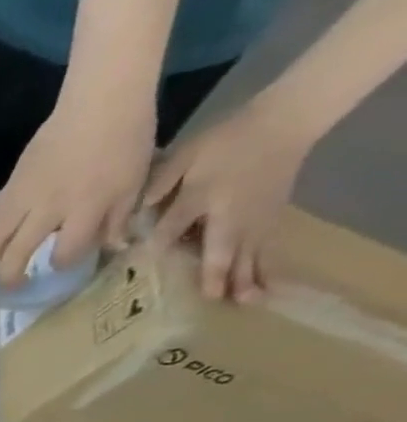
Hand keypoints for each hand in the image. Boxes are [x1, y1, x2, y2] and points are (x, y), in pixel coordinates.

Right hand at [0, 89, 156, 285]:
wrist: (98, 104)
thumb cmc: (125, 141)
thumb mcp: (134, 181)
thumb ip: (118, 219)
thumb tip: (112, 248)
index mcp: (86, 208)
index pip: (67, 251)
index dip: (62, 264)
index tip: (62, 266)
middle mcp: (49, 209)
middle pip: (19, 253)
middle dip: (11, 276)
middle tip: (8, 290)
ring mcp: (24, 199)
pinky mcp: (10, 189)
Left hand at [142, 98, 310, 301]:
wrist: (286, 119)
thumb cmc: (226, 140)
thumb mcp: (184, 156)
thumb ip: (158, 183)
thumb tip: (135, 212)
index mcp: (202, 196)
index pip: (172, 226)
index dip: (158, 244)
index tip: (143, 265)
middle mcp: (230, 212)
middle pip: (222, 247)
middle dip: (216, 273)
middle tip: (213, 299)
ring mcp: (256, 215)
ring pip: (249, 252)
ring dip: (246, 277)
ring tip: (245, 302)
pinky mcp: (273, 217)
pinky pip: (268, 247)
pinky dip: (266, 267)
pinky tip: (265, 287)